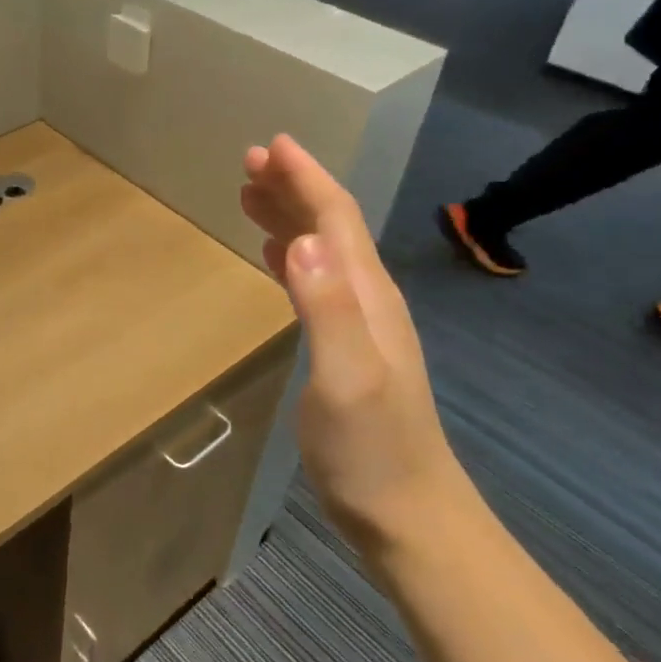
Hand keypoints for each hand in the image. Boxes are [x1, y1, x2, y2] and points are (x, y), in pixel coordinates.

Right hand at [240, 135, 468, 550]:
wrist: (410, 516)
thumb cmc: (371, 453)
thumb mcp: (347, 381)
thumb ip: (328, 310)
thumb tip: (304, 240)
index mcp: (366, 297)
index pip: (336, 219)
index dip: (305, 178)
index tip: (271, 145)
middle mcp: (367, 299)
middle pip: (332, 226)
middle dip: (293, 187)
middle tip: (250, 162)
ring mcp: (361, 324)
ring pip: (325, 251)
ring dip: (290, 217)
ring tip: (252, 195)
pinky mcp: (349, 348)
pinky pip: (319, 281)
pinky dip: (295, 256)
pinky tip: (278, 257)